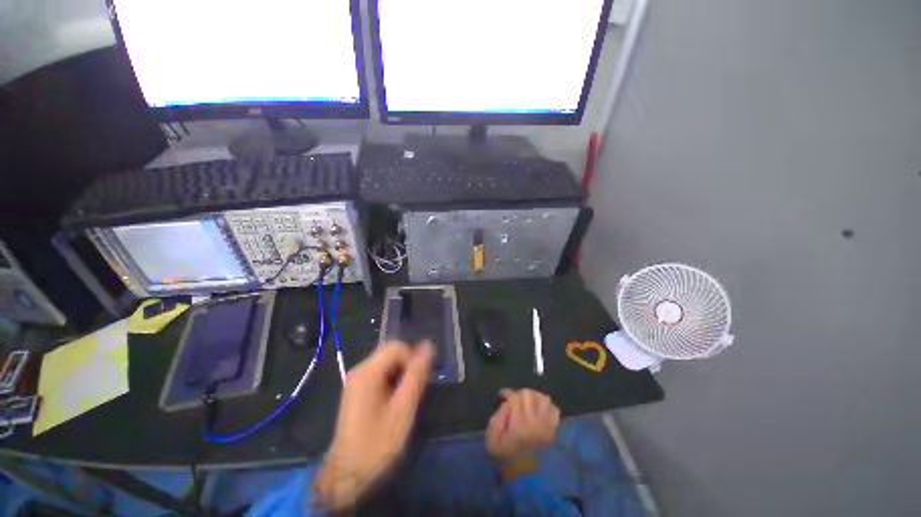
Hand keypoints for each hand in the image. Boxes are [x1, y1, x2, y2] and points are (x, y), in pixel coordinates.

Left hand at [314, 341, 433, 509]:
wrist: (347, 473)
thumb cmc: (377, 443)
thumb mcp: (403, 409)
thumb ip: (416, 375)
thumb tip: (428, 346)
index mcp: (368, 372)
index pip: (397, 347)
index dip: (412, 358)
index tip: (418, 380)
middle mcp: (360, 369)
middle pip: (390, 352)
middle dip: (407, 364)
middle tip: (414, 388)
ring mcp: (356, 379)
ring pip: (386, 362)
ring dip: (401, 372)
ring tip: (405, 396)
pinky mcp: (357, 389)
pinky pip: (379, 372)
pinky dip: (392, 379)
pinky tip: (394, 400)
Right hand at [485, 389, 560, 481]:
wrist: (525, 478)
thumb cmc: (506, 457)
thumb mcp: (492, 440)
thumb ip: (496, 418)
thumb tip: (506, 403)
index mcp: (518, 425)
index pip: (515, 398)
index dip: (507, 393)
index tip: (502, 395)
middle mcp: (534, 422)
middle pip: (528, 394)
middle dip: (519, 393)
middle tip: (514, 400)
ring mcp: (546, 426)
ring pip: (543, 398)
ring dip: (534, 396)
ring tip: (527, 402)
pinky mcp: (553, 430)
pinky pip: (554, 409)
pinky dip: (547, 406)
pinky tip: (539, 410)